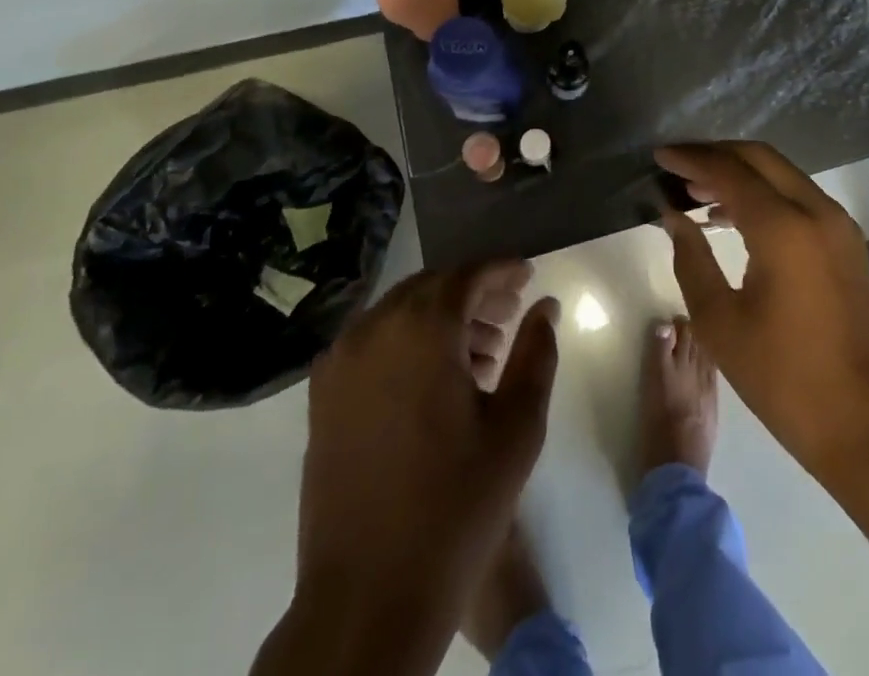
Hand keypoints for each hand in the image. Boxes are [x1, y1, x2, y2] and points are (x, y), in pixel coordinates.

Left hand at [260, 264, 558, 675]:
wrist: (367, 597)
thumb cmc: (456, 507)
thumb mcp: (517, 427)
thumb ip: (536, 352)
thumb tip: (546, 305)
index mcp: (422, 330)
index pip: (467, 275)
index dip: (502, 271)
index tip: (528, 275)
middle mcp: (374, 329)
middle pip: (432, 287)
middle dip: (473, 292)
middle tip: (510, 315)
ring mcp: (341, 361)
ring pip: (400, 311)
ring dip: (441, 316)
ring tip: (481, 352)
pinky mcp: (322, 395)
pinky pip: (373, 341)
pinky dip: (407, 340)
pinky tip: (434, 378)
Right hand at [656, 142, 868, 477]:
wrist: (860, 421)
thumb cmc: (781, 376)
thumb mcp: (719, 321)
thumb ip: (691, 257)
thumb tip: (673, 215)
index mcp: (784, 228)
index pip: (730, 171)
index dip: (691, 159)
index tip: (660, 155)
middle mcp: (817, 212)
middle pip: (760, 158)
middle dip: (716, 155)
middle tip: (678, 166)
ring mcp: (838, 225)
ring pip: (782, 174)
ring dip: (740, 173)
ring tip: (696, 191)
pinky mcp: (847, 242)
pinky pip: (799, 197)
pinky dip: (764, 194)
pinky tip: (732, 216)